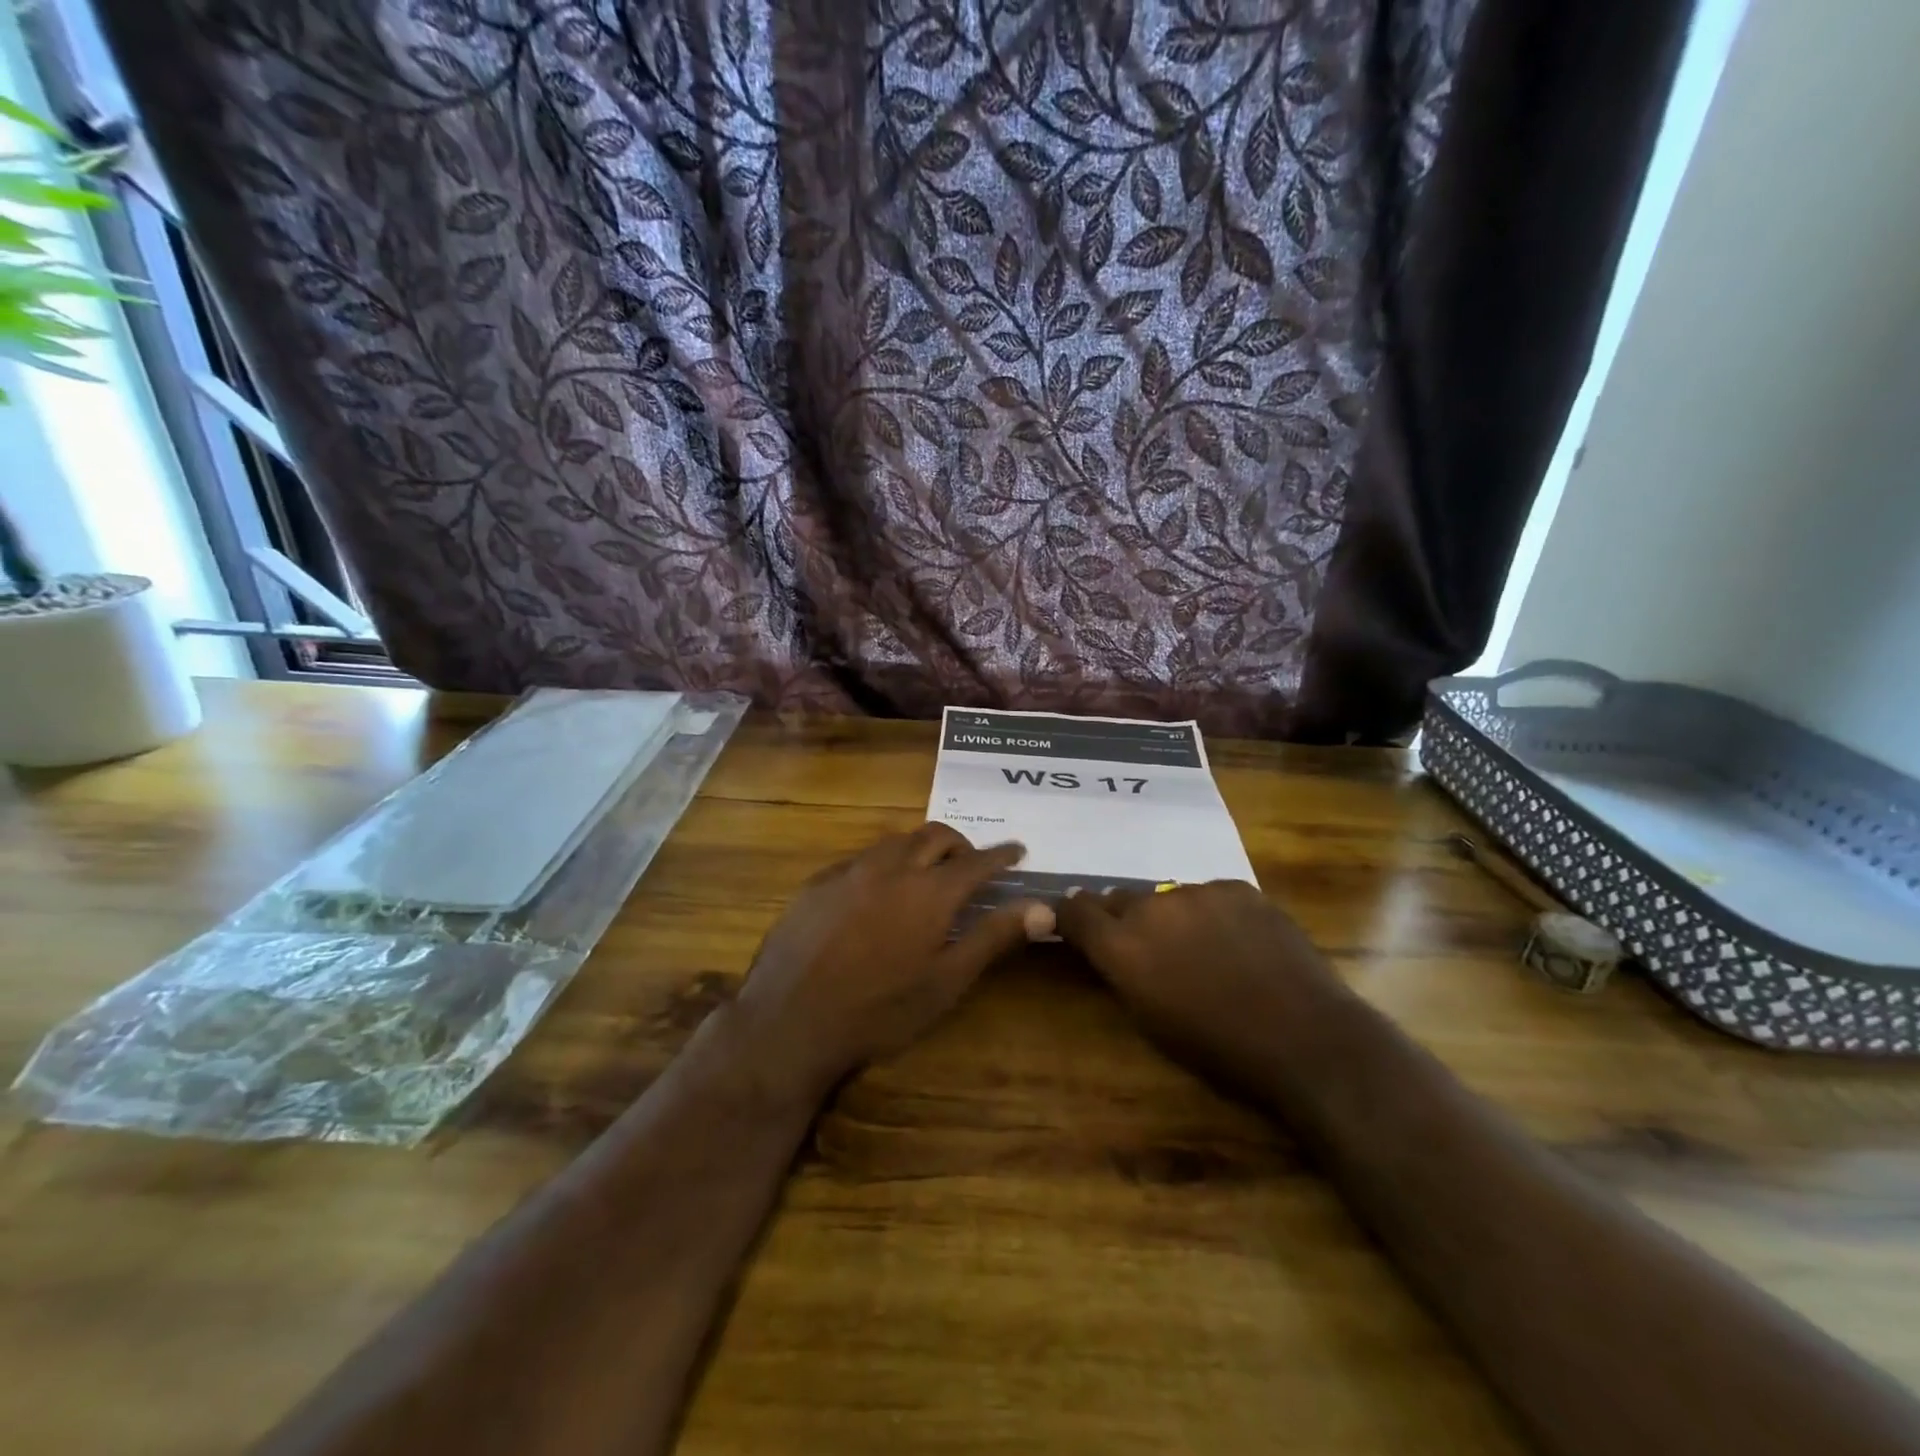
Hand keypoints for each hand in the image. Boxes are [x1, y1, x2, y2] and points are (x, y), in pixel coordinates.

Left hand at [728, 824, 1053, 1100]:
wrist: (789, 1021)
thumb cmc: (879, 1010)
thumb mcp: (946, 982)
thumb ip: (994, 937)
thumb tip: (1044, 907)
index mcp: (930, 891)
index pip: (977, 860)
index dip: (1001, 854)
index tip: (1018, 850)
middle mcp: (892, 867)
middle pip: (935, 836)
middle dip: (961, 845)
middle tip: (972, 865)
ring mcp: (850, 871)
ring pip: (896, 841)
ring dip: (920, 849)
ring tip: (927, 875)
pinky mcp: (818, 883)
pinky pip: (861, 858)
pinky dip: (884, 864)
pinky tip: (877, 892)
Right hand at [1053, 880, 1341, 1073]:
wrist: (1305, 1038)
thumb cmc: (1220, 1050)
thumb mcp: (1150, 1022)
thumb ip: (1122, 973)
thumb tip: (1111, 950)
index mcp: (1122, 946)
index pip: (1074, 909)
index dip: (1071, 916)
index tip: (1077, 927)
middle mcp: (1151, 907)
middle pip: (1119, 899)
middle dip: (1125, 920)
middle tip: (1150, 950)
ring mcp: (1198, 891)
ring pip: (1168, 897)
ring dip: (1172, 917)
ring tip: (1204, 949)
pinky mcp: (1238, 888)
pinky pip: (1210, 895)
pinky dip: (1213, 914)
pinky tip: (1240, 943)